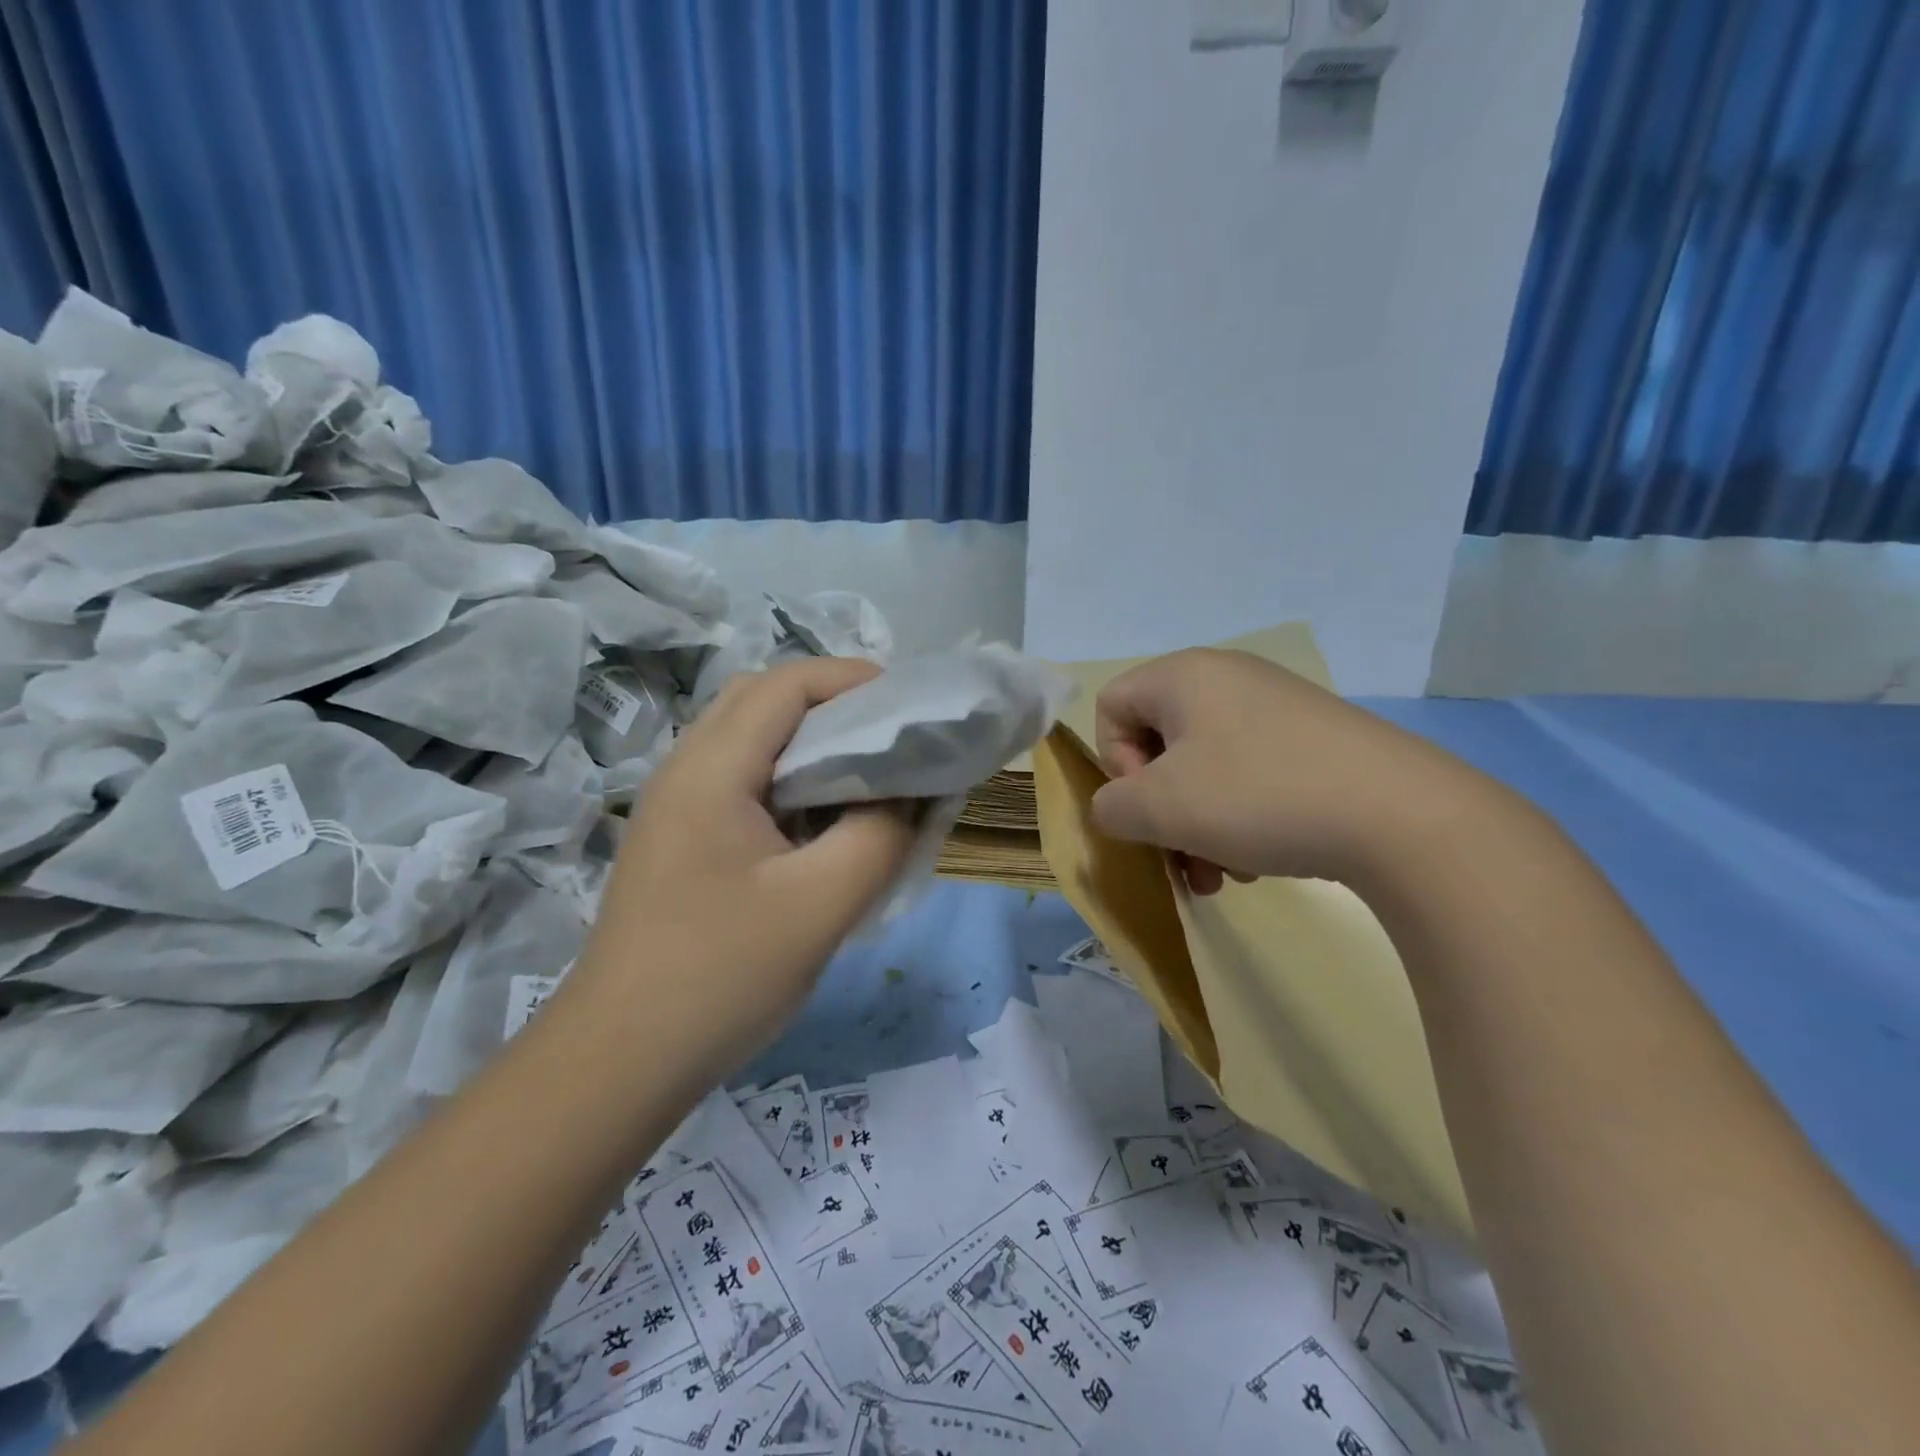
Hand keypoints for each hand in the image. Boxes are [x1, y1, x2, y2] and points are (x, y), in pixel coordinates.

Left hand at [572, 657, 919, 1079]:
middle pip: (763, 699)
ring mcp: (677, 805)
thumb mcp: (821, 906)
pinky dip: (792, 778)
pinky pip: (744, 780)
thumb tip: (915, 792)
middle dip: (834, 703)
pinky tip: (824, 822)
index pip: (786, 684)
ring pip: (752, 739)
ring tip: (868, 774)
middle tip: (891, 737)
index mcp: (711, 771)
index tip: (912, 705)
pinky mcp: (682, 839)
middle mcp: (685, 770)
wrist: (619, 1061)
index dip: (854, 678)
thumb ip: (881, 835)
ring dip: (813, 741)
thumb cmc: (720, 978)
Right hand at [1091, 648, 1493, 889]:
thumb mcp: (1160, 808)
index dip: (1113, 761)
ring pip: (1205, 767)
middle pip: (1159, 743)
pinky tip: (1261, 861)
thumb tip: (1119, 807)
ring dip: (1199, 826)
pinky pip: (1250, 772)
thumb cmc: (1258, 796)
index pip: (1110, 706)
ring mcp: (1276, 706)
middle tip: (1183, 859)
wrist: (1403, 816)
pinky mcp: (1314, 738)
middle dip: (1162, 810)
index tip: (1149, 803)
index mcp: (1183, 675)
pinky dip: (1241, 818)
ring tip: (1225, 875)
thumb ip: (1110, 807)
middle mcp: (1228, 677)